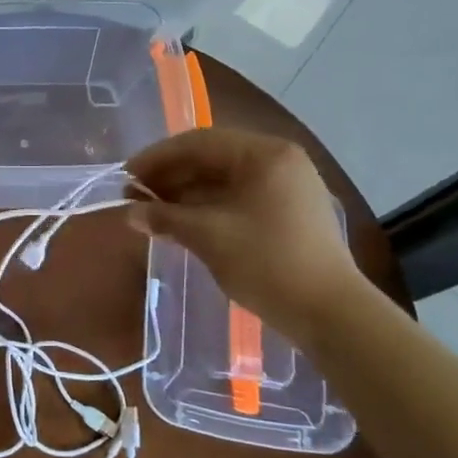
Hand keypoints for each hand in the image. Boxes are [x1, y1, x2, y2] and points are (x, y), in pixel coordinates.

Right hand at [125, 128, 362, 342]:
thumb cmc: (268, 263)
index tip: (126, 177)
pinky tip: (182, 223)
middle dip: (170, 176)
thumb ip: (165, 218)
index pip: (198, 142)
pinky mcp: (289, 213)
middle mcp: (278, 161)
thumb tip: (131, 213)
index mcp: (264, 154)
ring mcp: (287, 187)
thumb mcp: (208, 236)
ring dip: (186, 193)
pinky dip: (208, 207)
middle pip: (212, 158)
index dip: (157, 158)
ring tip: (152, 212)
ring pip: (224, 180)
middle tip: (135, 196)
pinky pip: (238, 198)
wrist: (331, 315)